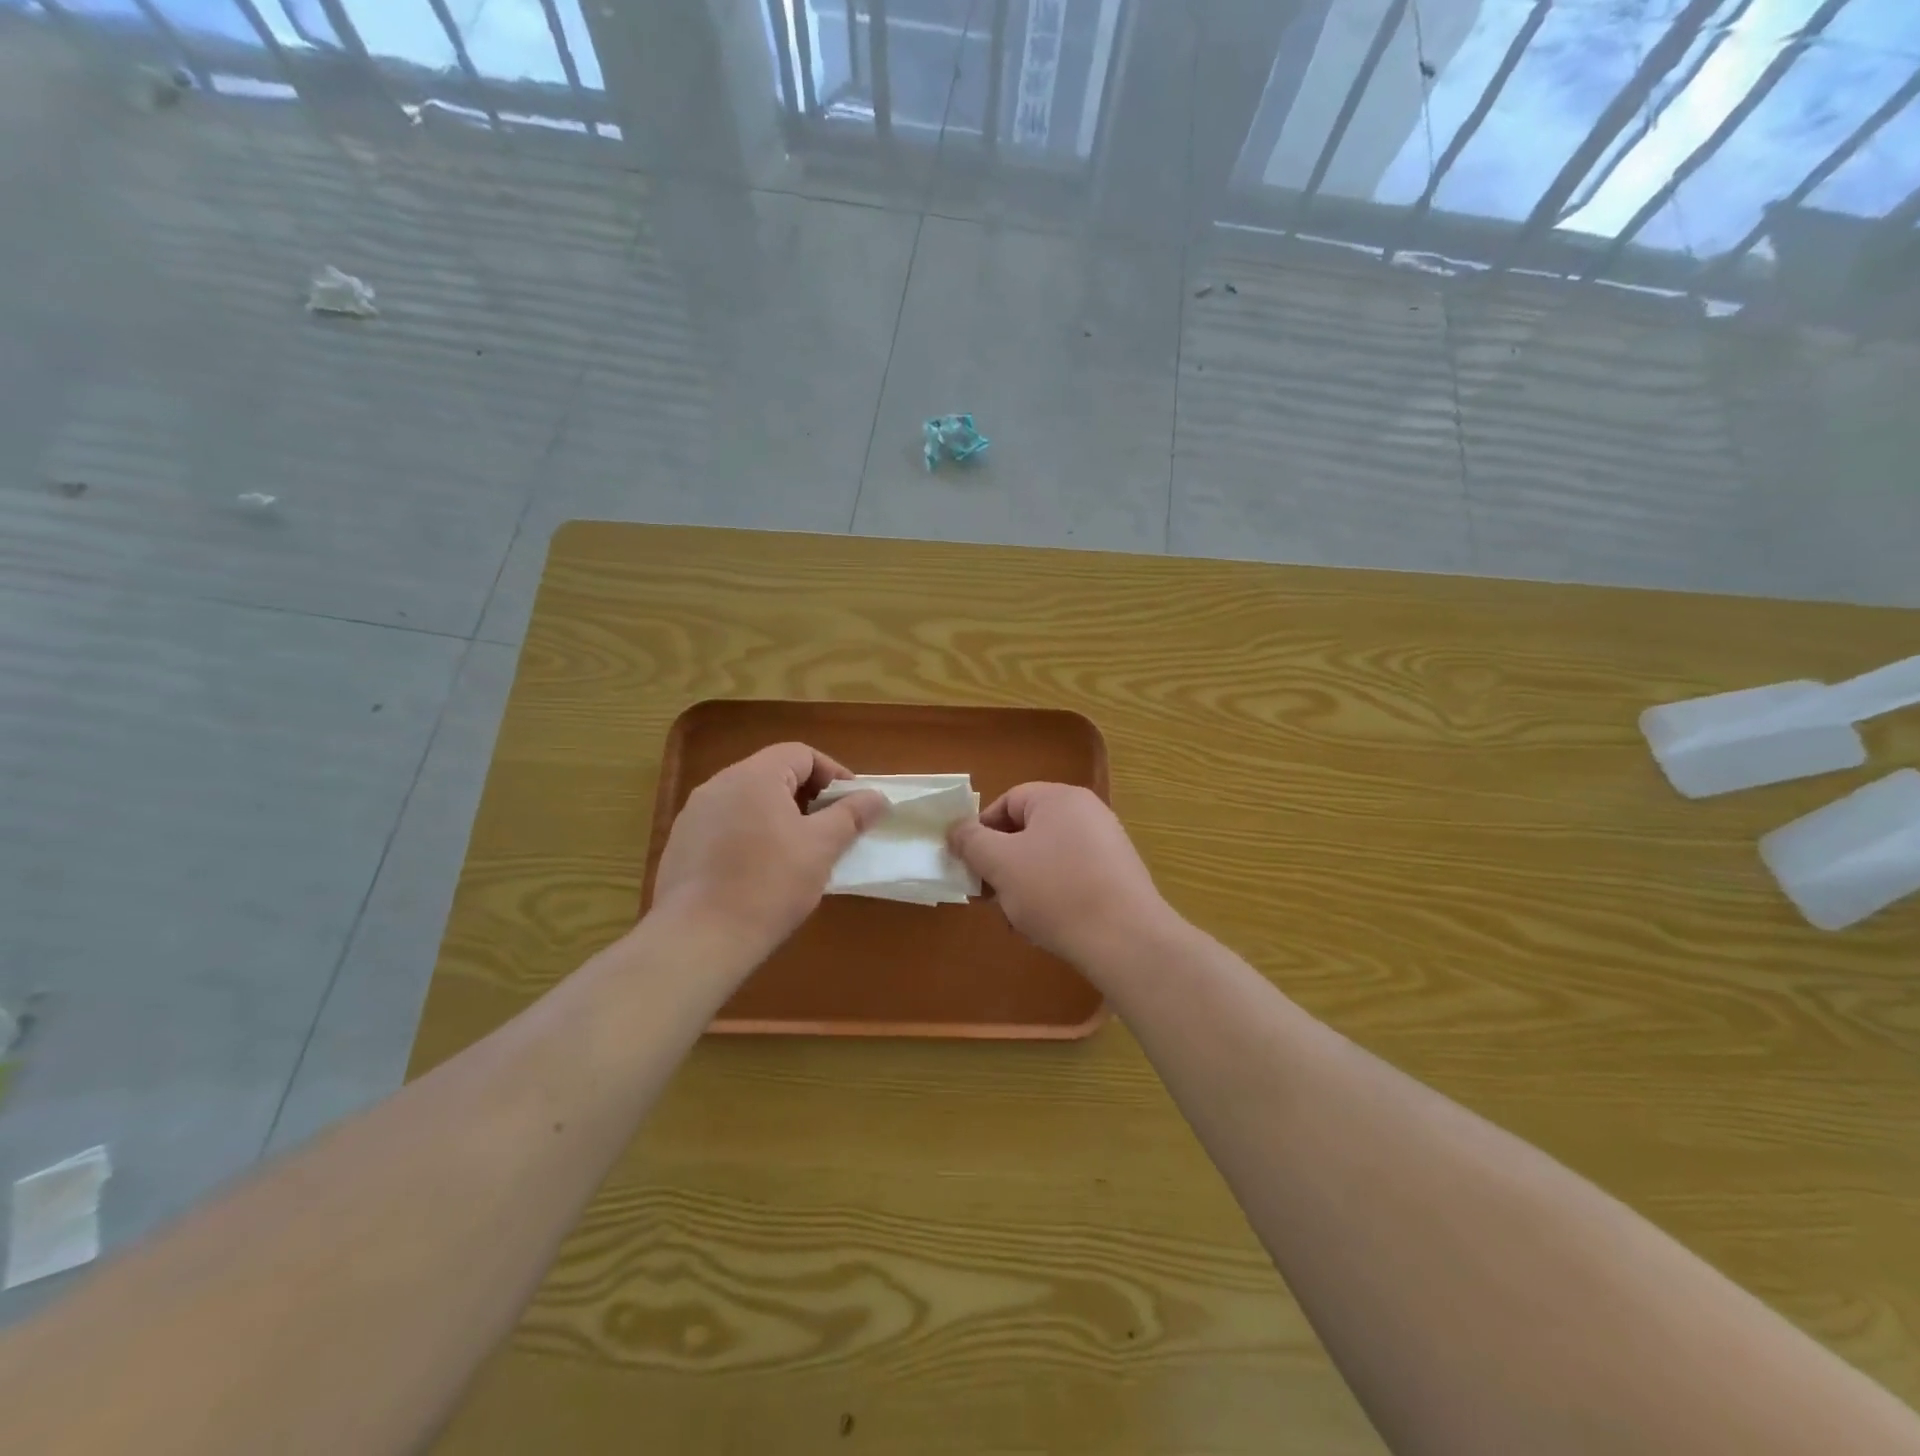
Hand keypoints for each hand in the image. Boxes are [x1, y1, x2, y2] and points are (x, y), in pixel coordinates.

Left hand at [651, 743, 888, 962]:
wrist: (698, 939)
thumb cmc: (769, 885)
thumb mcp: (822, 847)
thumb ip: (852, 815)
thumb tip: (877, 796)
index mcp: (753, 776)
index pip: (801, 754)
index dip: (833, 774)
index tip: (853, 805)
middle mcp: (718, 785)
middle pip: (774, 775)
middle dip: (809, 797)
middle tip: (831, 829)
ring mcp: (694, 815)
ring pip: (749, 802)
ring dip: (780, 818)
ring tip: (800, 853)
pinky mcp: (681, 845)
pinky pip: (726, 827)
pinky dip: (752, 836)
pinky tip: (762, 873)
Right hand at [948, 783, 1171, 966]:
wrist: (1125, 940)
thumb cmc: (1055, 891)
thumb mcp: (1000, 863)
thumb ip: (971, 841)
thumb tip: (956, 830)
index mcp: (1059, 798)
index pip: (1007, 802)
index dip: (982, 831)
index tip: (970, 865)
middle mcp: (1087, 813)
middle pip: (1027, 832)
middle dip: (1002, 865)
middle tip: (989, 897)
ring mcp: (1107, 845)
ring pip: (1046, 860)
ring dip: (1023, 887)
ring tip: (1017, 920)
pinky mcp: (1117, 877)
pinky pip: (1071, 878)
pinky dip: (1052, 898)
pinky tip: (1045, 929)